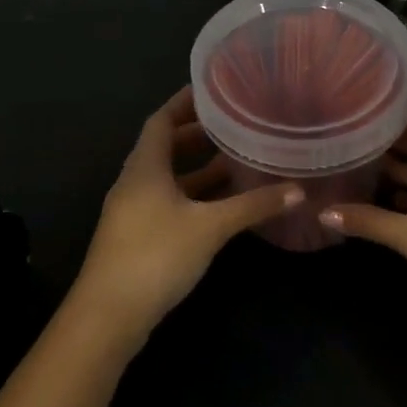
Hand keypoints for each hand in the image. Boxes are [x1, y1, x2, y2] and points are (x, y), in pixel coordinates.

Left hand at [72, 88, 302, 341]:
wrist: (108, 315)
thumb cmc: (156, 255)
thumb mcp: (210, 227)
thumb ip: (253, 205)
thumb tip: (298, 189)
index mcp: (145, 167)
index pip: (161, 120)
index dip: (184, 102)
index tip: (214, 90)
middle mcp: (135, 182)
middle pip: (165, 147)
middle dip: (197, 135)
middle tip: (234, 124)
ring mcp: (134, 211)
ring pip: (169, 178)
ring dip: (198, 169)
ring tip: (236, 160)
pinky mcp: (138, 237)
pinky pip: (169, 202)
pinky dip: (194, 196)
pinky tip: (222, 205)